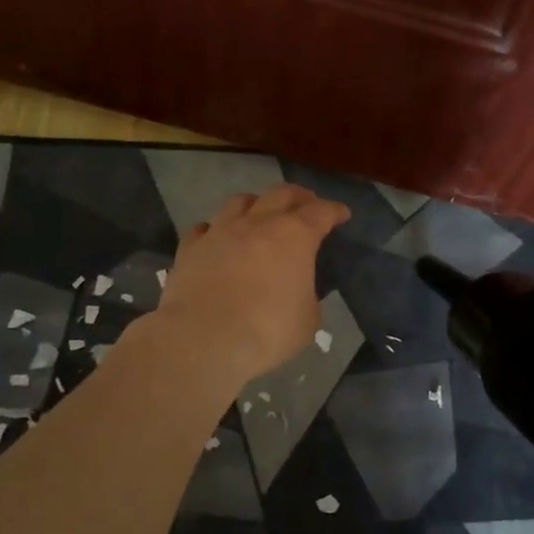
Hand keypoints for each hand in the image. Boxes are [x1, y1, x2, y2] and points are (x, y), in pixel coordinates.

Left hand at [156, 183, 349, 382]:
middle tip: (307, 202)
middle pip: (281, 194)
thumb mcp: (308, 319)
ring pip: (239, 201)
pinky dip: (215, 229)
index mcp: (295, 236)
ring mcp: (220, 231)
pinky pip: (204, 228)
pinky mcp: (190, 248)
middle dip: (299, 196)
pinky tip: (217, 237)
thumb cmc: (268, 330)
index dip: (334, 211)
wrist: (204, 339)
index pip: (321, 212)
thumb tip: (298, 290)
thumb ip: (307, 295)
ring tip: (260, 212)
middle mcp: (258, 223)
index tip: (342, 213)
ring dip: (256, 203)